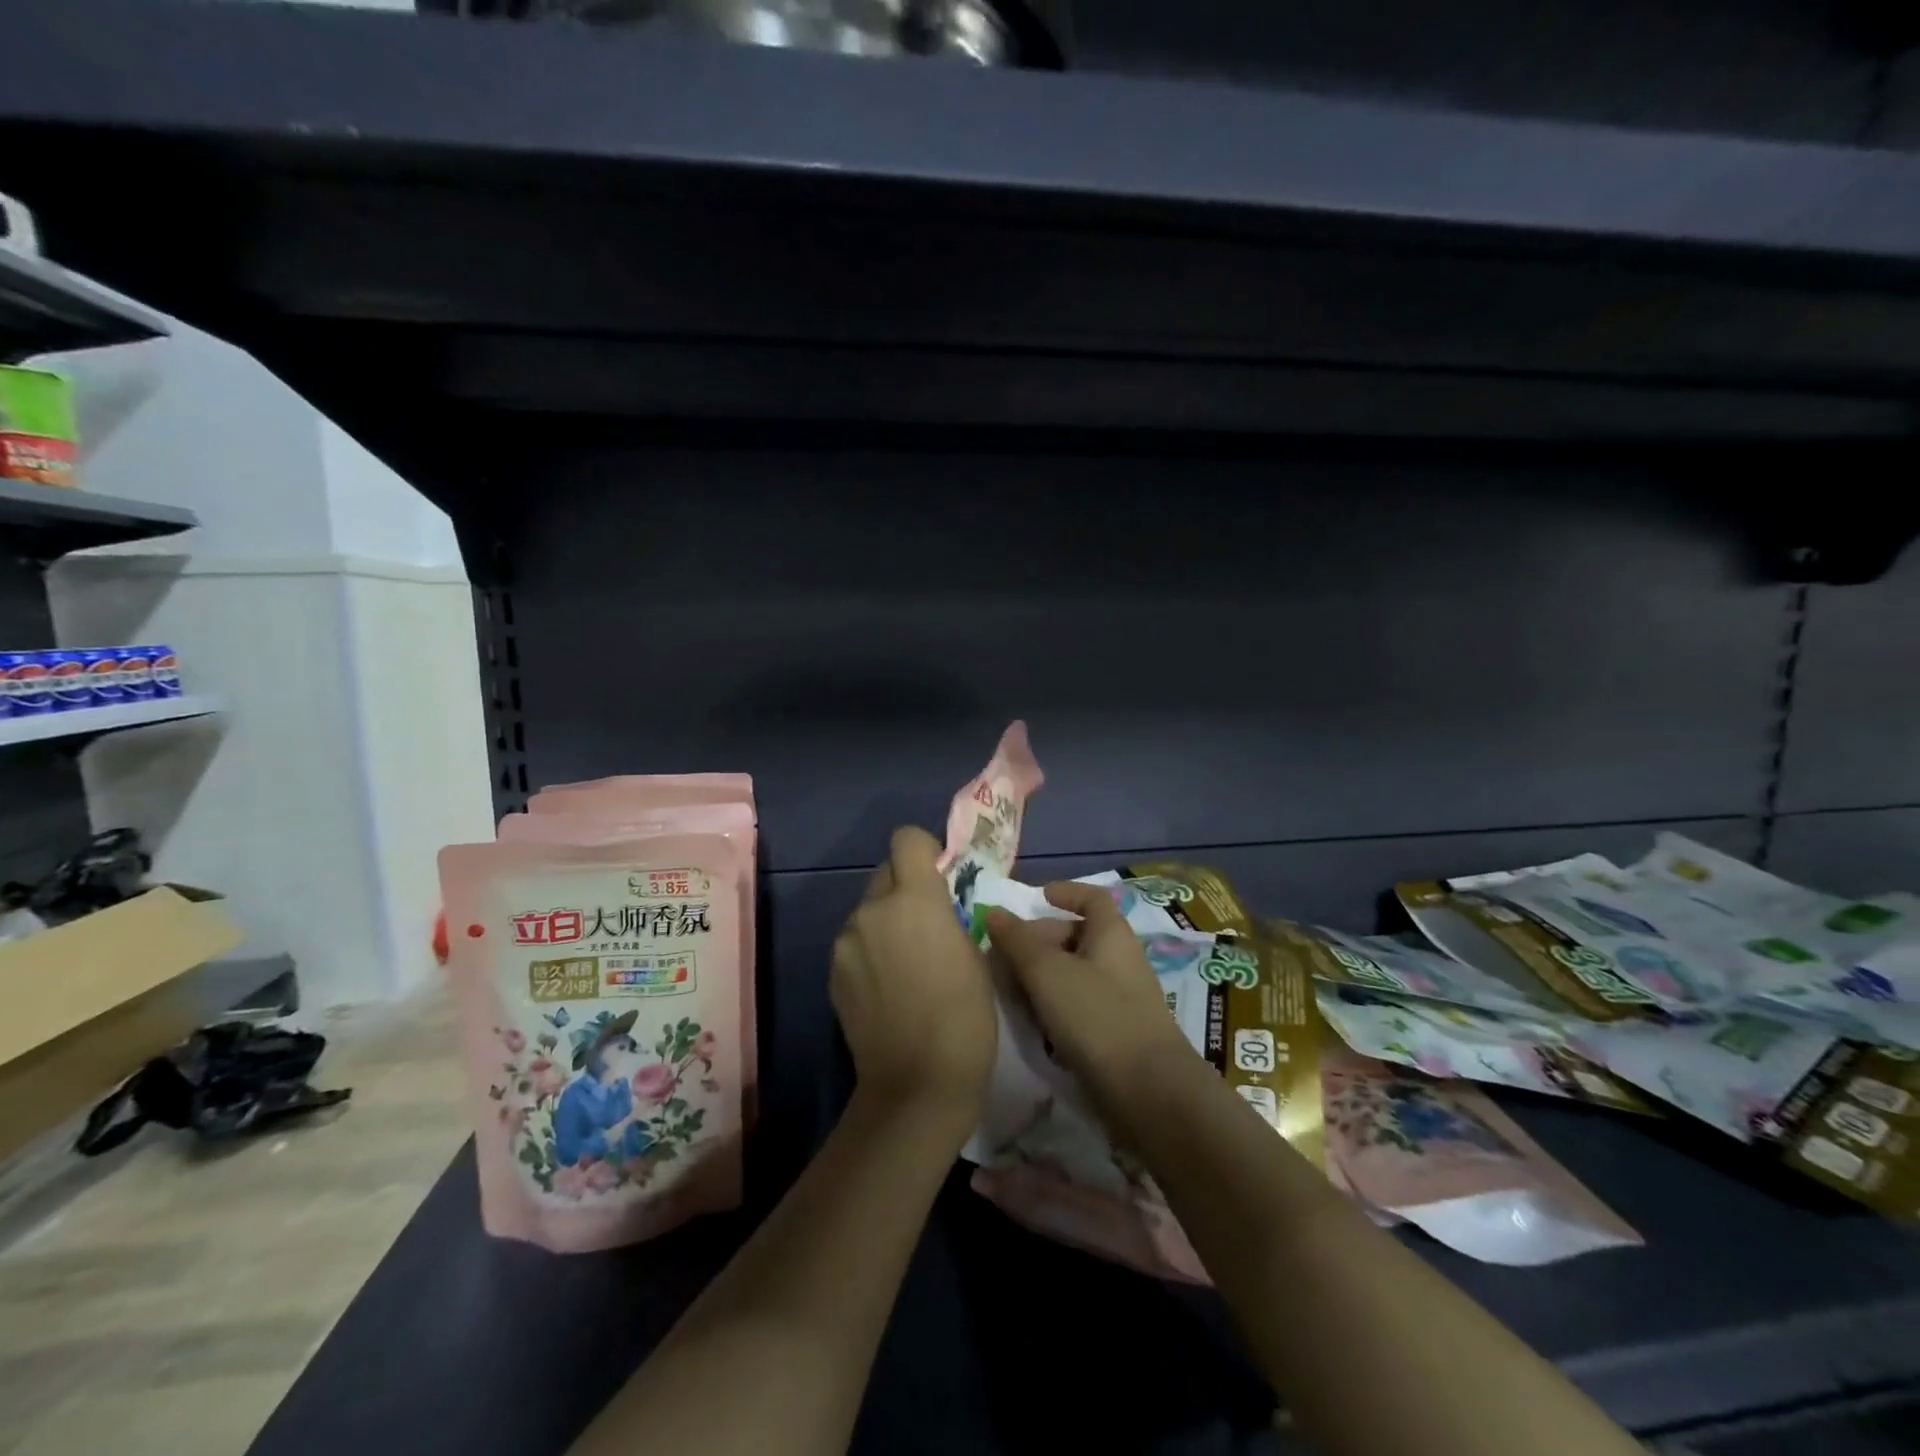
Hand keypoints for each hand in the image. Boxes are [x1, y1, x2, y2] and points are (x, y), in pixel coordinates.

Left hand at [830, 826, 997, 1139]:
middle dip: (905, 888)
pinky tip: (887, 987)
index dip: (924, 850)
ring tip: (906, 963)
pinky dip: (870, 950)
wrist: (917, 1083)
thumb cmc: (965, 1017)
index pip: (906, 839)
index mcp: (914, 899)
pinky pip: (854, 942)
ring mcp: (846, 941)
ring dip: (886, 921)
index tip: (939, 876)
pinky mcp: (832, 971)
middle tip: (926, 924)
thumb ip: (951, 915)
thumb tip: (940, 904)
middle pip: (885, 873)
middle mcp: (872, 909)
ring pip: (868, 910)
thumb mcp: (975, 954)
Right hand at [986, 883, 1204, 1136]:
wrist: (1148, 1092)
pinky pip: (1079, 1006)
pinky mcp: (1116, 1033)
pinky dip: (1054, 1007)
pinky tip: (1033, 1026)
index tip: (1038, 897)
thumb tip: (994, 912)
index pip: (1093, 898)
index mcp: (1111, 934)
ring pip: (1074, 974)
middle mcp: (1119, 959)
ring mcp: (1120, 998)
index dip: (1067, 892)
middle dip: (1038, 941)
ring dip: (1041, 978)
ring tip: (1009, 993)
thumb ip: (1017, 941)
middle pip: (1076, 936)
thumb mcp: (1048, 972)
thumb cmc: (1097, 1016)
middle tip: (1003, 957)